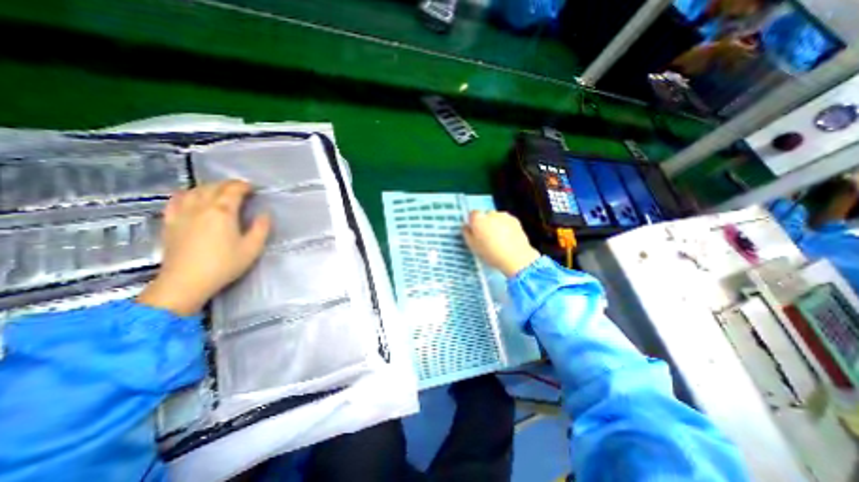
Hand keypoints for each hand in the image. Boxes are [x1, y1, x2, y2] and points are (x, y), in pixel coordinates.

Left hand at [136, 181, 269, 316]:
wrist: (186, 281)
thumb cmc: (224, 264)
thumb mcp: (252, 248)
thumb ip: (261, 228)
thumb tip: (264, 214)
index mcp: (223, 212)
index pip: (233, 190)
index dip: (244, 186)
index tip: (253, 188)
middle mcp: (201, 207)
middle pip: (214, 187)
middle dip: (228, 184)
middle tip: (241, 189)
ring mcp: (182, 213)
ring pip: (195, 190)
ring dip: (210, 187)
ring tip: (220, 191)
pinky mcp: (170, 222)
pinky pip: (176, 200)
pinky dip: (187, 193)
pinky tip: (190, 196)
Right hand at [460, 210, 539, 277]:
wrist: (516, 258)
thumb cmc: (491, 253)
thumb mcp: (473, 246)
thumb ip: (467, 233)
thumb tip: (466, 226)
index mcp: (478, 219)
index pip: (472, 214)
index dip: (473, 222)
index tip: (475, 232)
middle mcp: (490, 214)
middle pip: (485, 215)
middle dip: (485, 223)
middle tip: (487, 237)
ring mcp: (504, 215)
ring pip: (496, 218)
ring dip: (495, 224)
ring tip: (499, 239)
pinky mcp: (515, 220)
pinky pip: (506, 221)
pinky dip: (505, 226)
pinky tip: (508, 238)